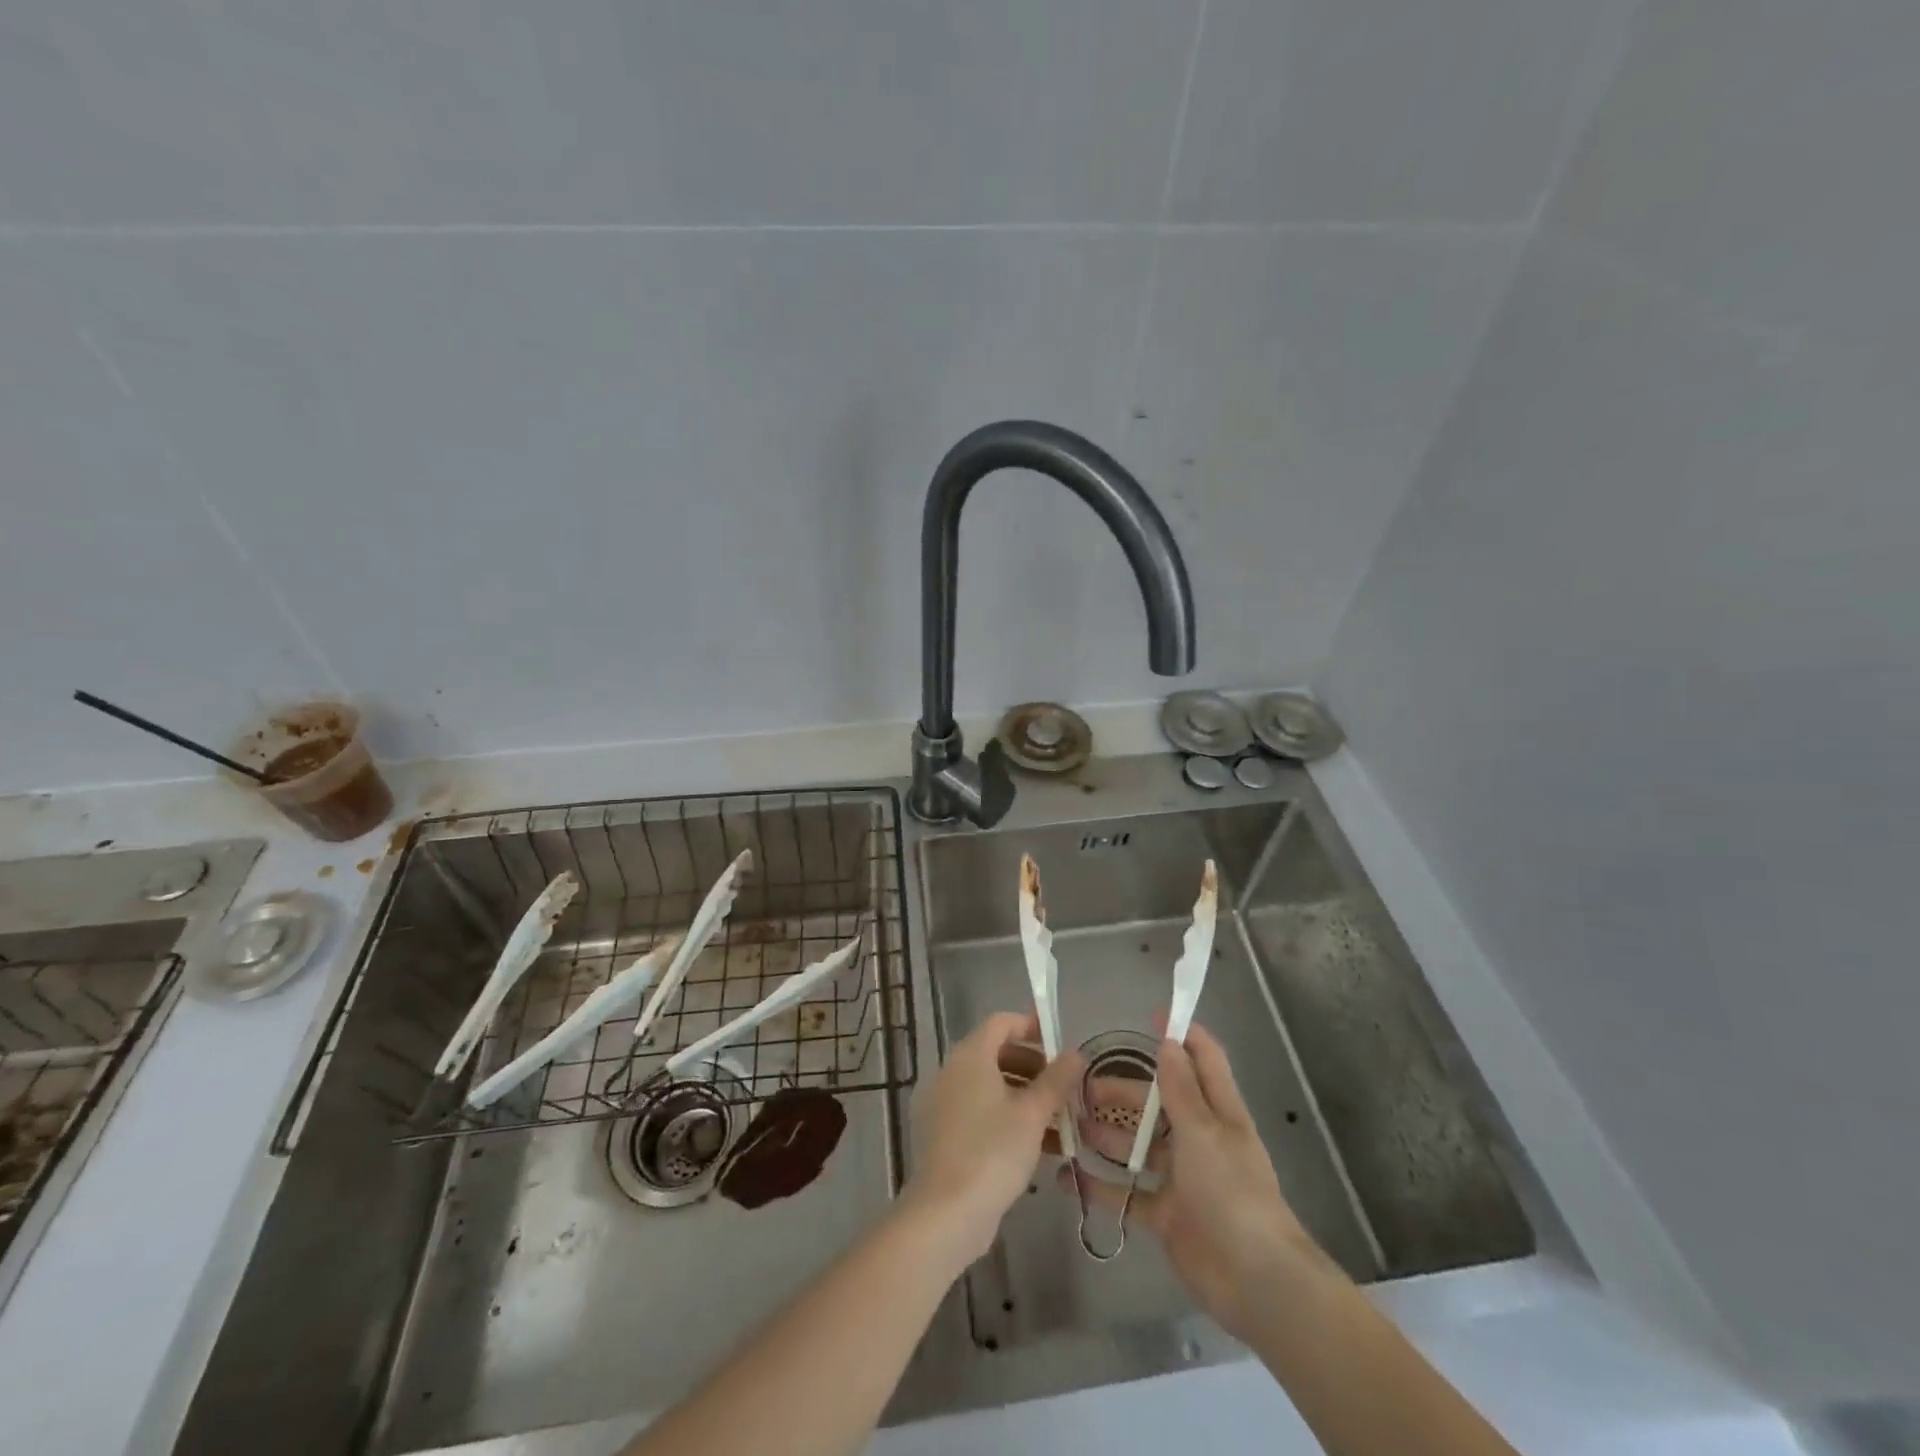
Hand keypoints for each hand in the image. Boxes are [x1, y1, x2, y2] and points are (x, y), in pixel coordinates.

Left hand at [902, 1011, 1082, 1264]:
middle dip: (1033, 1067)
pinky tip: (1034, 1147)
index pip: (1001, 1023)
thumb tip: (1076, 1053)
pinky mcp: (942, 1134)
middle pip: (996, 1054)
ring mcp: (942, 1104)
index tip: (1059, 1046)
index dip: (1031, 1027)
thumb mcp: (1033, 1114)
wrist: (946, 1213)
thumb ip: (1057, 1080)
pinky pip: (977, 1112)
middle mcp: (950, 1071)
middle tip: (1063, 1089)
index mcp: (969, 1056)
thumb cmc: (993, 1151)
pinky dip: (1004, 1118)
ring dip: (1023, 1097)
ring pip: (989, 1087)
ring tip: (1057, 1123)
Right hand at [1071, 1023, 1335, 1342]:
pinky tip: (1069, 1178)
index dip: (1182, 1035)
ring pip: (1140, 1147)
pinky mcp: (1167, 1214)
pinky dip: (1101, 1187)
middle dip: (1125, 1091)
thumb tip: (1168, 1040)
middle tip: (1084, 1086)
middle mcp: (1200, 1140)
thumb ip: (1181, 1087)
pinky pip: (1128, 1194)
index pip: (1204, 1060)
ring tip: (1072, 1127)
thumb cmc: (1232, 1192)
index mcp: (1218, 1113)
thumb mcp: (1204, 1131)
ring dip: (1109, 1136)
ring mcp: (1182, 1179)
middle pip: (1159, 1103)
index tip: (1151, 1016)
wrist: (1255, 1280)